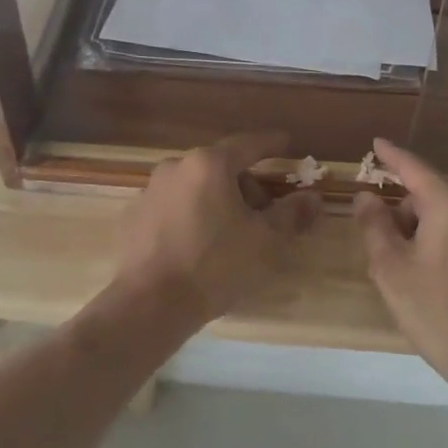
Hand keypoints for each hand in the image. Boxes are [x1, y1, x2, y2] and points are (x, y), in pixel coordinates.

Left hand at [114, 131, 320, 327]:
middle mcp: (176, 167)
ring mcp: (150, 190)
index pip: (248, 144)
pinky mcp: (134, 216)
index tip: (286, 144)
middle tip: (262, 213)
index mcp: (209, 164)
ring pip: (195, 186)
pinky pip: (173, 206)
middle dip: (245, 184)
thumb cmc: (214, 265)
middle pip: (221, 166)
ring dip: (217, 200)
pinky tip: (198, 246)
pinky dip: (191, 216)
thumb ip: (291, 214)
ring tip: (230, 235)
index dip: (271, 144)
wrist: (149, 304)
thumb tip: (313, 197)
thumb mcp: (264, 241)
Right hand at [353, 138, 447, 390]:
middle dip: (409, 213)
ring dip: (434, 232)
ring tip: (420, 274)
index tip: (376, 144)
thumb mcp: (391, 269)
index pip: (415, 168)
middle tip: (390, 251)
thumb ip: (375, 225)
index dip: (392, 156)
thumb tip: (367, 196)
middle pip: (435, 197)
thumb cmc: (438, 311)